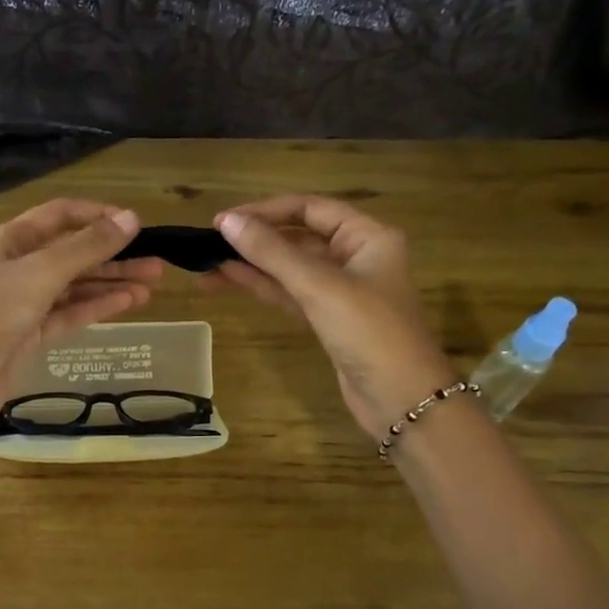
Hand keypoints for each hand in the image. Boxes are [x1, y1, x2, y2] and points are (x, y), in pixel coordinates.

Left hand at [0, 200, 163, 422]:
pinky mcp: (33, 333)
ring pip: (76, 285)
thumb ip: (88, 246)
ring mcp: (26, 302)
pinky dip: (99, 306)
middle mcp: (19, 266)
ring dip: (112, 282)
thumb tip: (132, 219)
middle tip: (157, 261)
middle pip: (73, 252)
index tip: (135, 224)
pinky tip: (130, 302)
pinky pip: (72, 313)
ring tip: (153, 283)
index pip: (60, 215)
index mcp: (12, 240)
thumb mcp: (42, 271)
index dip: (97, 215)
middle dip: (113, 255)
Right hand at [200, 195, 456, 440]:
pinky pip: (290, 293)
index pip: (309, 208)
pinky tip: (231, 281)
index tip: (223, 221)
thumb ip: (272, 252)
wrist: (401, 399)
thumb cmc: (369, 332)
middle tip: (208, 244)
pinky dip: (263, 286)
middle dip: (254, 239)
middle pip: (297, 236)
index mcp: (367, 236)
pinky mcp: (328, 319)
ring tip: (207, 267)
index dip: (265, 211)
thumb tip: (226, 222)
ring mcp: (341, 290)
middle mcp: (356, 256)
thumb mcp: (319, 286)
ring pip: (289, 268)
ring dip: (251, 265)